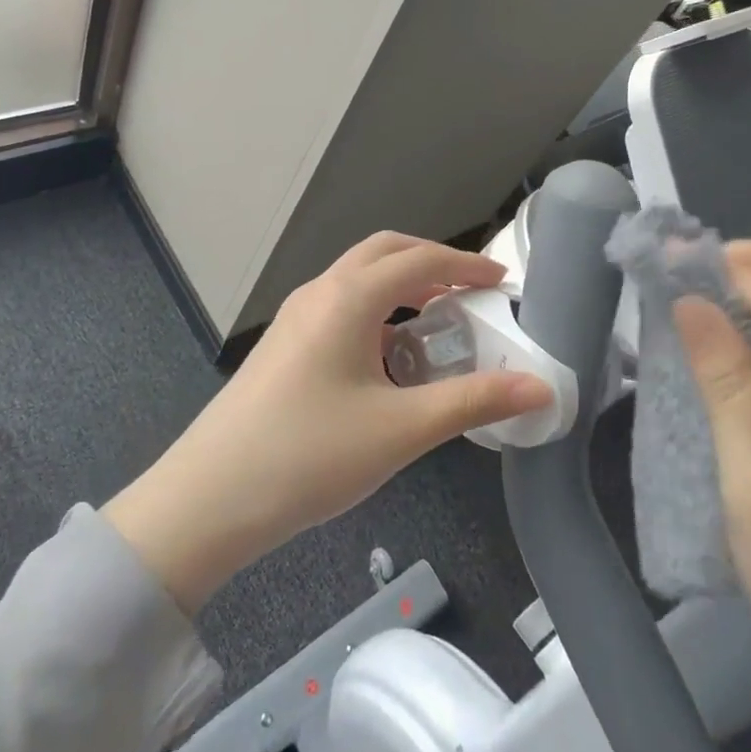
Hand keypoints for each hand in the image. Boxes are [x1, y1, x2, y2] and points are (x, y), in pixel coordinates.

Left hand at [105, 233, 551, 612]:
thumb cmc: (310, 455)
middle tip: (473, 289)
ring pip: (358, 278)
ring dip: (402, 284)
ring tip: (439, 319)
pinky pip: (340, 305)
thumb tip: (541, 388)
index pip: (420, 260)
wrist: (209, 498)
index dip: (466, 265)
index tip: (503, 280)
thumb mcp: (402, 429)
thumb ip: (473, 402)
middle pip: (385, 253)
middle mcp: (320, 292)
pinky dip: (376, 309)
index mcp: (349, 297)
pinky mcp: (283, 343)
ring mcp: (295, 316)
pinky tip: (391, 356)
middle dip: (432, 262)